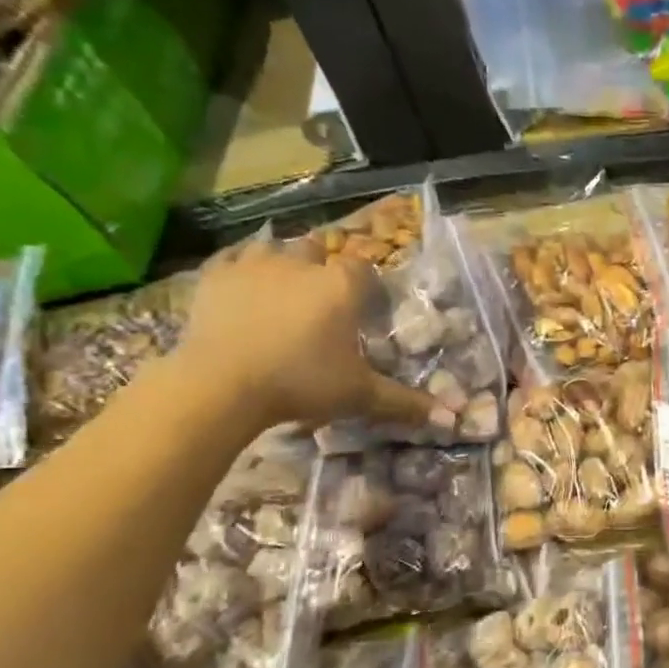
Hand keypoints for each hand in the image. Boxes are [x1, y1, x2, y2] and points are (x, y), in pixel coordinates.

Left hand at [174, 237, 447, 432]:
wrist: (222, 382)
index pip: (363, 268)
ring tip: (284, 285)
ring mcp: (254, 265)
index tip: (364, 305)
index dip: (365, 284)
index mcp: (341, 286)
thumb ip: (406, 403)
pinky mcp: (215, 275)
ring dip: (283, 261)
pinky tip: (243, 281)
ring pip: (274, 247)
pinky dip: (241, 267)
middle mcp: (302, 264)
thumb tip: (453, 420)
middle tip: (322, 297)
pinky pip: (232, 258)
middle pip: (317, 249)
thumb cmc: (302, 383)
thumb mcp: (360, 396)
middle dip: (322, 266)